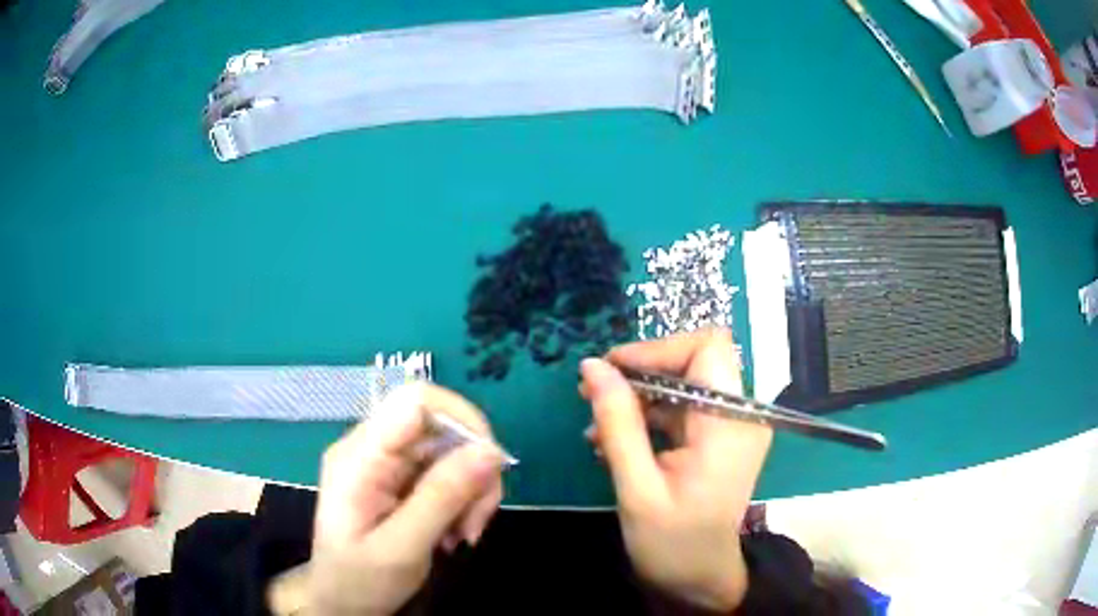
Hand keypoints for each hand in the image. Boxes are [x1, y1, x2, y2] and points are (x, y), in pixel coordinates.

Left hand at [307, 382, 504, 615]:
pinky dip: (463, 500)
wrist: (342, 602)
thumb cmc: (360, 580)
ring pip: (451, 451)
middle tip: (477, 521)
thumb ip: (443, 497)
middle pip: (442, 428)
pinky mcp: (401, 479)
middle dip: (473, 470)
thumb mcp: (402, 547)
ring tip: (466, 534)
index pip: (415, 401)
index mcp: (360, 456)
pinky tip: (456, 532)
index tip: (490, 468)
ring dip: (472, 491)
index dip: (462, 420)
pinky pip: (446, 472)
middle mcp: (373, 448)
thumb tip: (492, 450)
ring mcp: (387, 463)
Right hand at [580, 328, 772, 611]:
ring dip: (638, 395)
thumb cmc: (672, 543)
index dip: (659, 349)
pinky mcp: (717, 439)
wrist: (699, 579)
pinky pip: (681, 409)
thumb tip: (593, 366)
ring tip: (596, 424)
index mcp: (730, 424)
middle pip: (693, 361)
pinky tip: (614, 439)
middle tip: (592, 392)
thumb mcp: (637, 487)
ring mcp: (730, 427)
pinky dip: (647, 416)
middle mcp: (739, 415)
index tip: (612, 370)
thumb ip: (617, 424)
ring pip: (683, 383)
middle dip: (641, 371)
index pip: (707, 348)